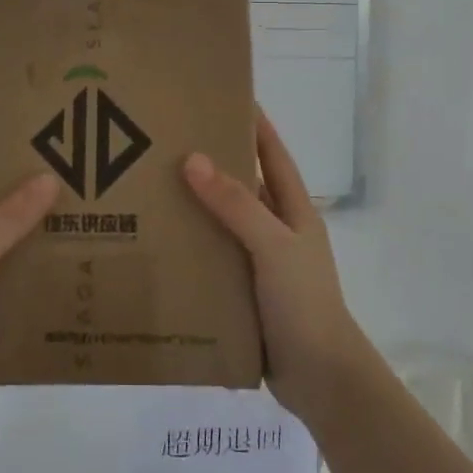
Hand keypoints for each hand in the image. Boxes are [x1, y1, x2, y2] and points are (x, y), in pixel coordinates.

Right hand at [183, 110, 365, 418]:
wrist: (320, 377)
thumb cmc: (303, 301)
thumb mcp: (273, 245)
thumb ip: (236, 204)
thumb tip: (194, 158)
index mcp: (293, 210)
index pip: (273, 154)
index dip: (254, 124)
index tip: (225, 96)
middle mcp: (277, 230)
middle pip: (244, 186)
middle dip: (212, 163)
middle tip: (167, 141)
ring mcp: (261, 262)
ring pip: (225, 223)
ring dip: (197, 207)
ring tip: (152, 187)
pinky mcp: (245, 291)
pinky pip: (215, 258)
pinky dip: (193, 247)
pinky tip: (160, 243)